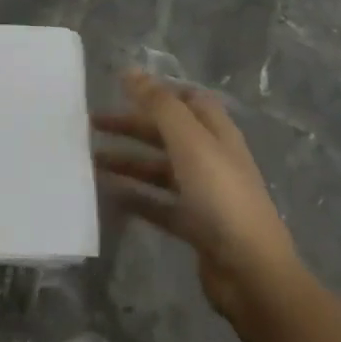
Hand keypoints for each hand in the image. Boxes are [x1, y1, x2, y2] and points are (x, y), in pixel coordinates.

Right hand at [94, 72, 301, 320]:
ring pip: (159, 169)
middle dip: (132, 126)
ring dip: (128, 161)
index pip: (189, 100)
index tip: (121, 90)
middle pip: (168, 133)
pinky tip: (109, 196)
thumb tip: (130, 71)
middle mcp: (212, 159)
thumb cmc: (220, 196)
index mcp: (216, 134)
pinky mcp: (195, 225)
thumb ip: (159, 105)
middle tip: (91, 124)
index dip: (159, 91)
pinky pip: (158, 204)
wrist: (249, 270)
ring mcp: (204, 194)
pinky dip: (135, 197)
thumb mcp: (188, 142)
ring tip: (91, 161)